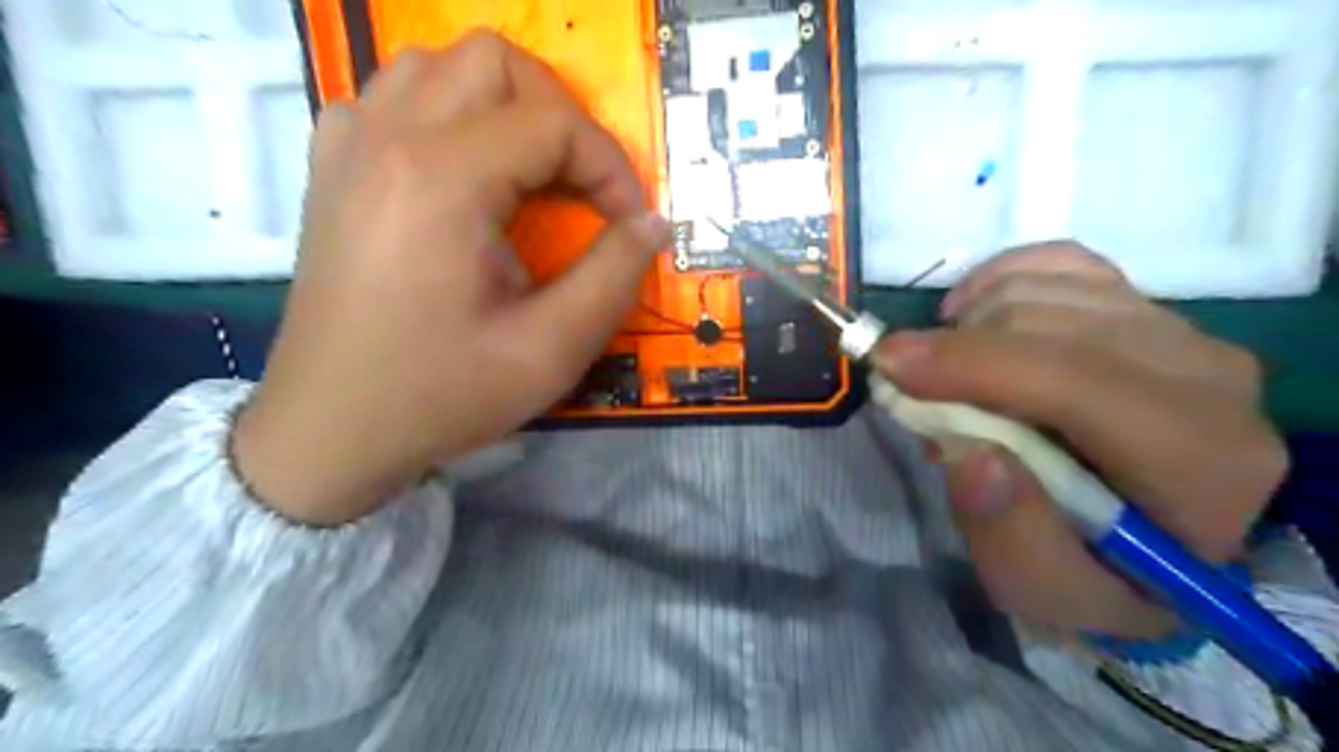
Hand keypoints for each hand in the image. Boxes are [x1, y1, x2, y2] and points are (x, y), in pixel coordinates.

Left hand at [232, 33, 669, 524]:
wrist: (330, 429)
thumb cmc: (440, 395)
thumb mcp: (549, 352)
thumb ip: (613, 277)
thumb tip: (652, 223)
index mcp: (440, 181)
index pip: (553, 123)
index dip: (610, 167)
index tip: (630, 223)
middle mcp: (387, 138)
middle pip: (495, 61)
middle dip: (561, 116)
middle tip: (584, 186)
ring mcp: (349, 145)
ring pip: (440, 64)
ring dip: (504, 106)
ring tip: (533, 174)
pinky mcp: (333, 166)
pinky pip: (395, 96)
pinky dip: (448, 114)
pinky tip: (466, 175)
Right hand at [880, 242, 1284, 638]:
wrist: (1148, 538)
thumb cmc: (1097, 573)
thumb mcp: (1048, 593)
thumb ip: (1015, 539)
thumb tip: (971, 455)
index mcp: (1202, 463)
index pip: (1080, 382)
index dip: (975, 364)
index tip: (888, 364)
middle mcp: (1208, 378)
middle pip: (1053, 323)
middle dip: (956, 349)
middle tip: (908, 392)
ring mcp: (1179, 330)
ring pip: (1046, 287)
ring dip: (969, 326)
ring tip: (945, 378)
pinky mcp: (1145, 305)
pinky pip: (1058, 262)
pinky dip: (997, 280)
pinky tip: (970, 317)